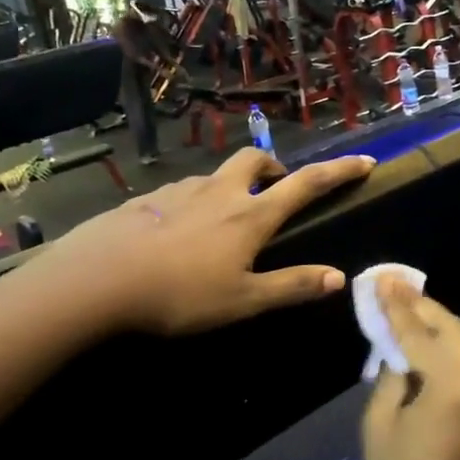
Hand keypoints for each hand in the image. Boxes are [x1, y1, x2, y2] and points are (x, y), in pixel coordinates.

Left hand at [37, 147, 374, 335]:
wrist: (95, 281)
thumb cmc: (178, 295)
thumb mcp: (243, 301)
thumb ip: (291, 286)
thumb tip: (338, 277)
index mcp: (249, 215)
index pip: (306, 184)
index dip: (339, 171)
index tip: (364, 161)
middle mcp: (218, 191)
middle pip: (255, 159)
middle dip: (274, 167)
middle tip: (276, 190)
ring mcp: (179, 191)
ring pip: (216, 176)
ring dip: (231, 187)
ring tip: (224, 223)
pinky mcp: (145, 200)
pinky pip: (181, 193)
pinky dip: (194, 203)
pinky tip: (178, 235)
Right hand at [361, 275, 459, 459]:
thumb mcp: (380, 424)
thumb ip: (393, 374)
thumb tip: (400, 349)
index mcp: (455, 386)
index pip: (421, 333)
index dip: (398, 305)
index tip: (382, 278)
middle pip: (453, 331)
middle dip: (423, 307)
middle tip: (394, 286)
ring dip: (439, 328)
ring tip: (408, 309)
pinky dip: (452, 354)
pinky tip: (429, 347)